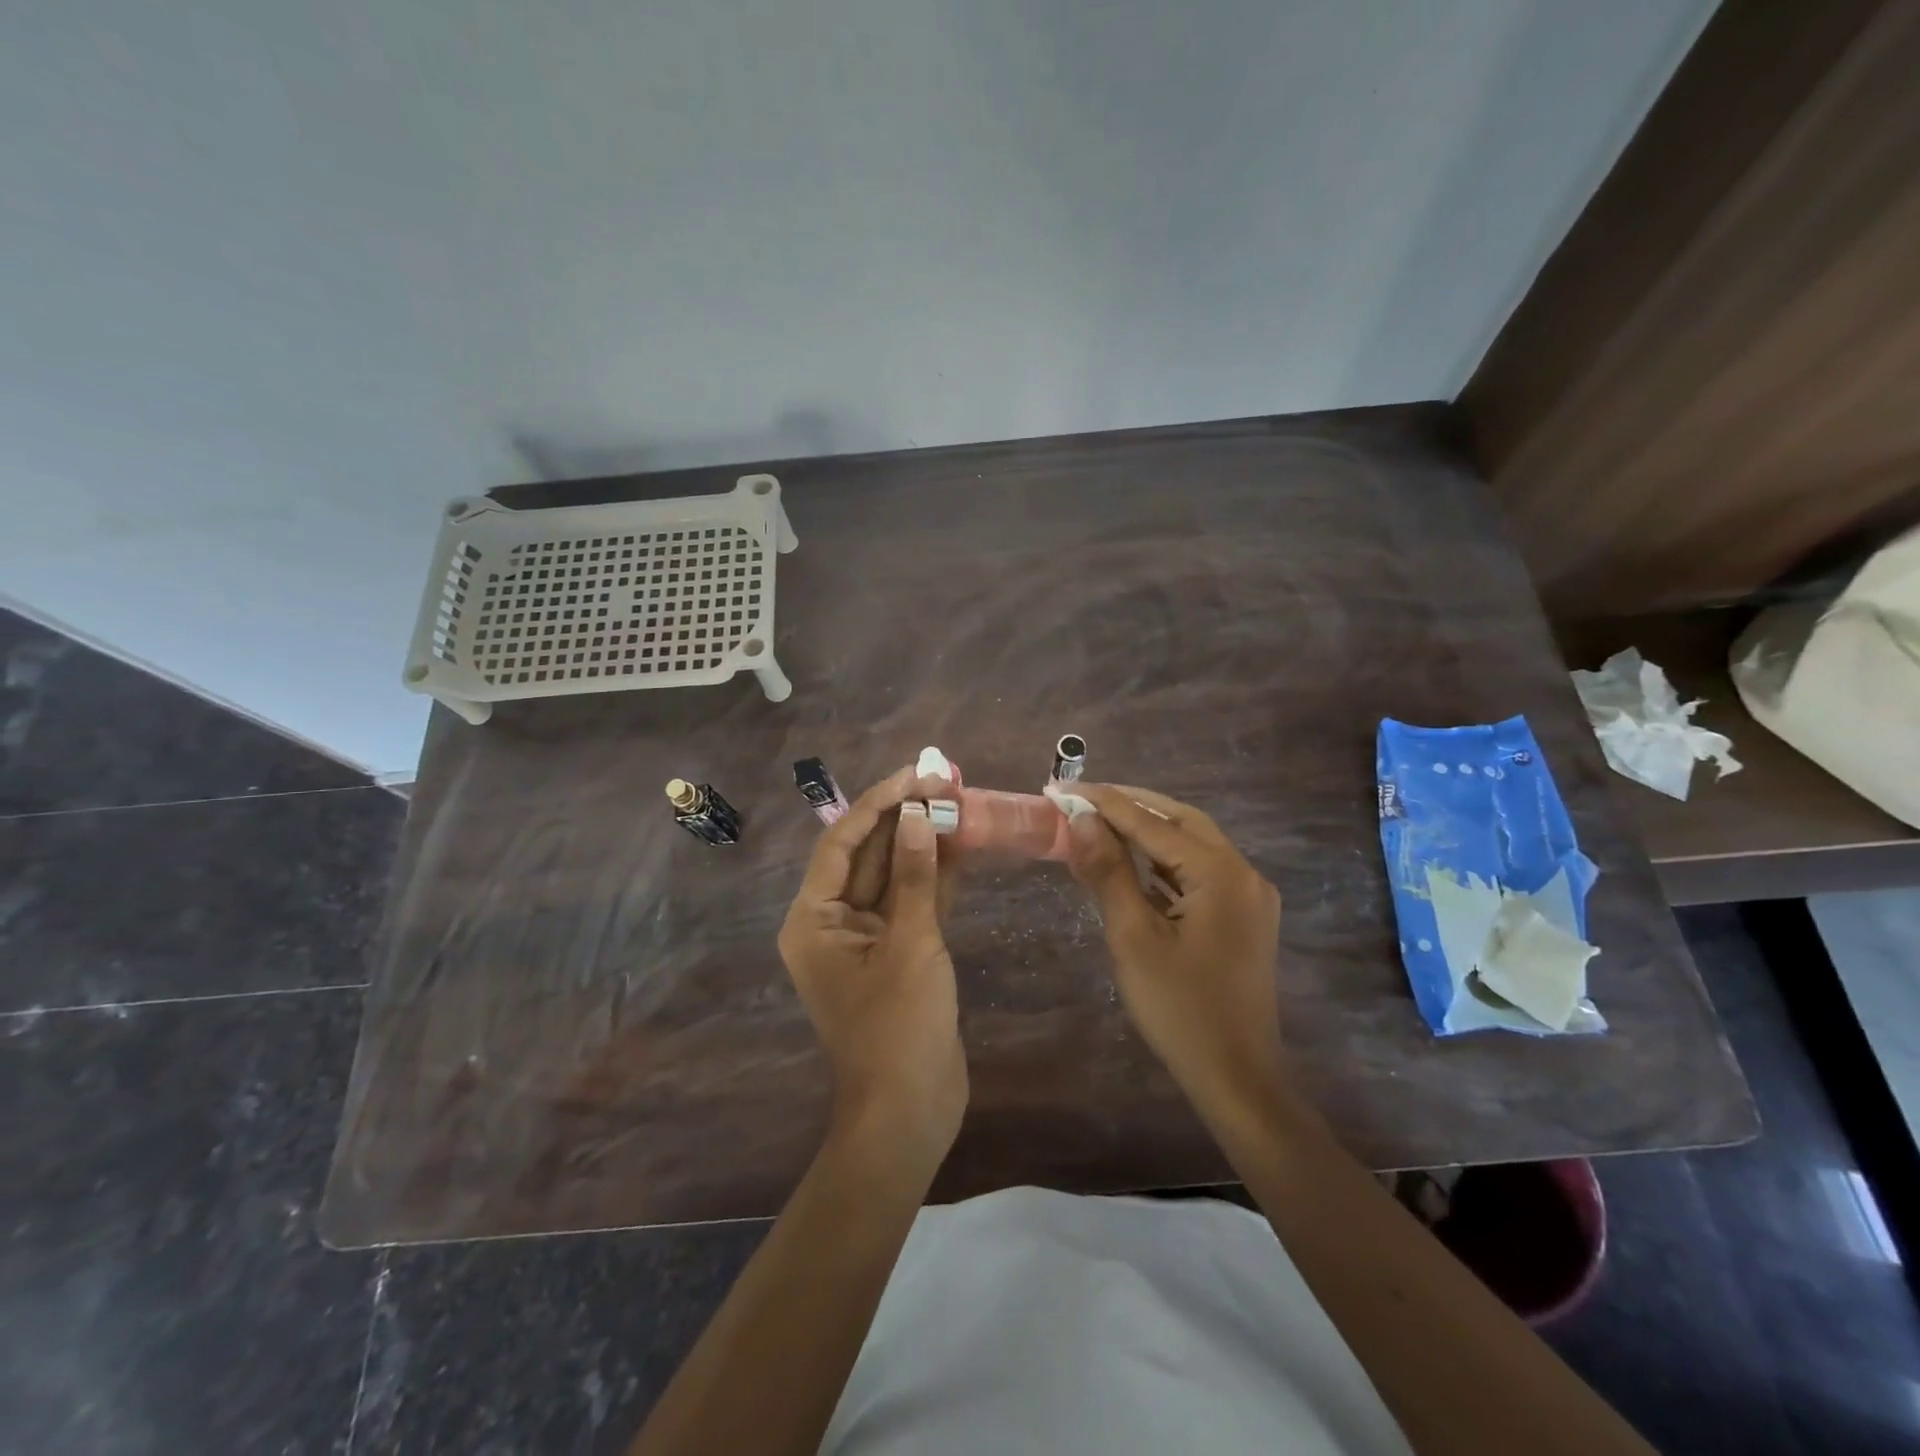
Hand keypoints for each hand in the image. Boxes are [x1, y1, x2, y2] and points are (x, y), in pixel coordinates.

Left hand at [778, 767, 967, 1173]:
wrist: (910, 1111)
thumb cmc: (899, 1027)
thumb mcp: (910, 943)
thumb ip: (914, 875)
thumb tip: (917, 814)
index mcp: (813, 919)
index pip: (842, 842)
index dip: (879, 803)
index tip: (916, 773)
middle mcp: (831, 922)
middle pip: (868, 855)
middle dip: (905, 818)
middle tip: (944, 779)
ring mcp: (865, 938)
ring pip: (893, 876)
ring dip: (923, 842)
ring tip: (957, 801)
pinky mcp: (895, 952)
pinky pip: (910, 902)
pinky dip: (933, 876)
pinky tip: (961, 844)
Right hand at [1064, 783, 1285, 1124]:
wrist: (1237, 1079)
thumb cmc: (1180, 1009)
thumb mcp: (1134, 937)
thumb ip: (1109, 872)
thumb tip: (1082, 820)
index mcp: (1221, 873)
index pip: (1153, 822)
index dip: (1104, 803)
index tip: (1061, 787)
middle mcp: (1243, 873)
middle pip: (1180, 821)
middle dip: (1130, 806)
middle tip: (1081, 800)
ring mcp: (1247, 896)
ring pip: (1191, 845)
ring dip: (1147, 832)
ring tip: (1098, 824)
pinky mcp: (1243, 917)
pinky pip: (1199, 873)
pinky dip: (1163, 862)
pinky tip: (1132, 864)